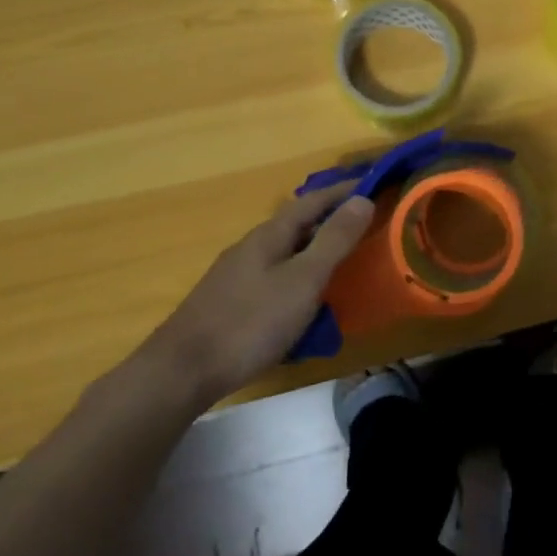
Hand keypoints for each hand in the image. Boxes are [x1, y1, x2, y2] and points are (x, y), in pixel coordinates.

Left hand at [139, 184, 374, 401]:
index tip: (373, 185)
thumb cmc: (251, 322)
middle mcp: (251, 248)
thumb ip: (334, 240)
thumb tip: (363, 199)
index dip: (342, 191)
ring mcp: (237, 276)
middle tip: (366, 225)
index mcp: (269, 236)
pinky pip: (275, 278)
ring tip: (343, 262)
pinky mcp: (231, 303)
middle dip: (330, 221)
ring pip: (285, 253)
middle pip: (297, 225)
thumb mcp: (303, 279)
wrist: (183, 371)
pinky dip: (299, 278)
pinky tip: (306, 300)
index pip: (312, 201)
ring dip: (315, 251)